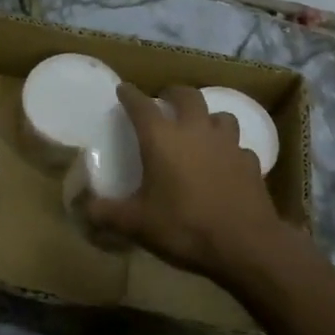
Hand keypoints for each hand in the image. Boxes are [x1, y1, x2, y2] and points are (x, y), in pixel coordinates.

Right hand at [87, 83, 285, 279]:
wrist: (245, 245)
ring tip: (199, 129)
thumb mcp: (137, 224)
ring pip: (220, 115)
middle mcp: (196, 131)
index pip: (141, 105)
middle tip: (164, 101)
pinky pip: (238, 146)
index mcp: (162, 139)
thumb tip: (84, 209)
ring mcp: (228, 144)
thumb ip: (107, 214)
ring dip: (207, 117)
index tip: (124, 90)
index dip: (130, 95)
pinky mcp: (250, 162)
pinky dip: (229, 149)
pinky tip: (225, 164)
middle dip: (173, 94)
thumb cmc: (184, 227)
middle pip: (187, 96)